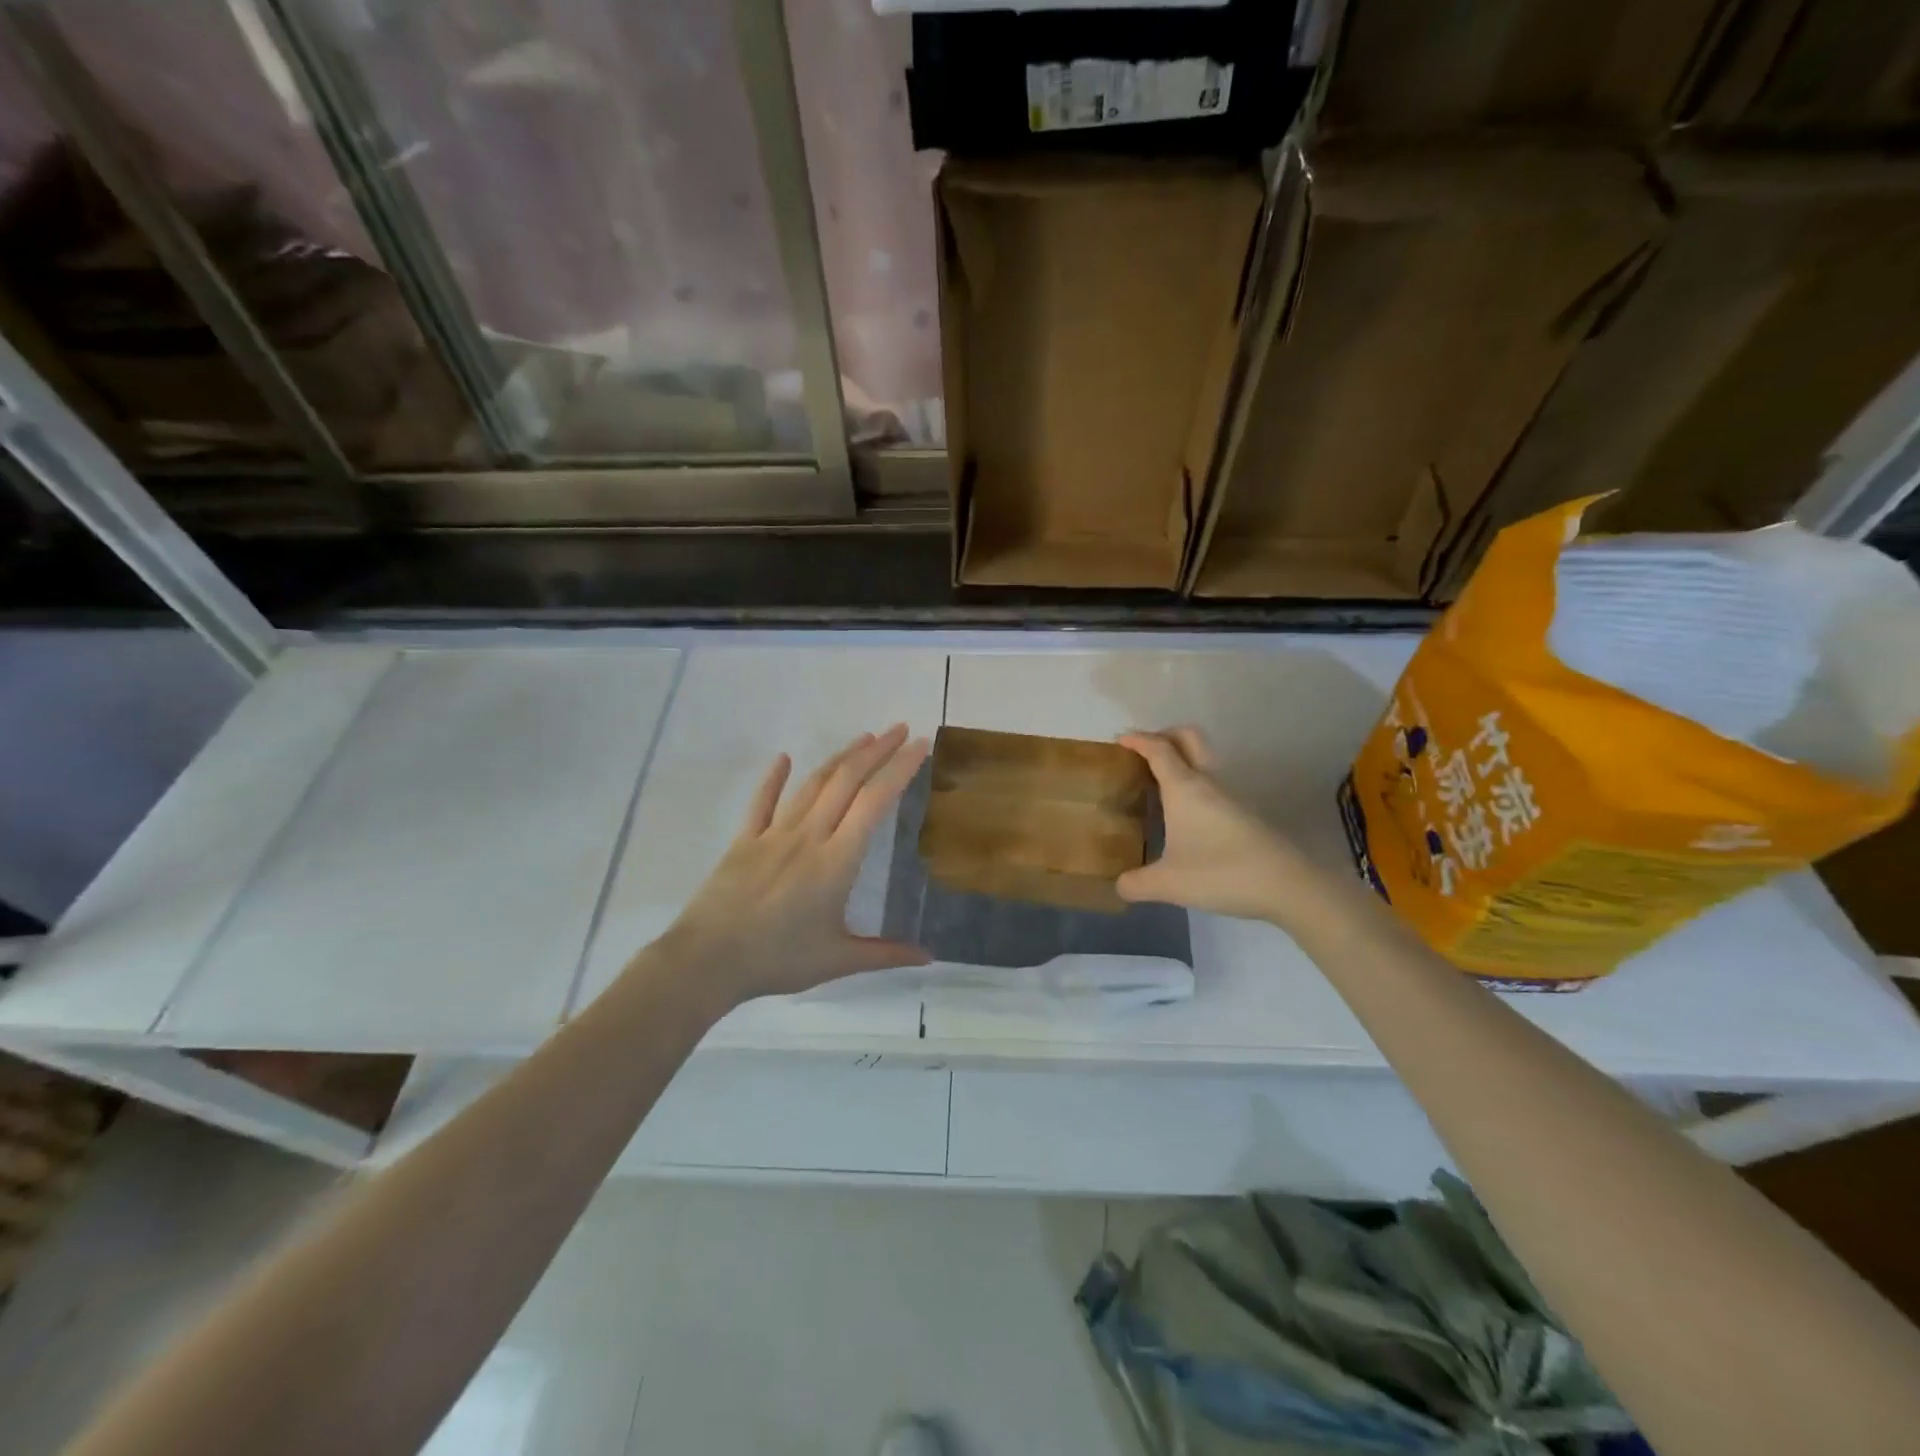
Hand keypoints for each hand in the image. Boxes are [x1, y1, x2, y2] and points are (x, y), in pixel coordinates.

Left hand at [657, 724, 931, 1004]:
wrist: (707, 961)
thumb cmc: (778, 959)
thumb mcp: (837, 960)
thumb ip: (885, 953)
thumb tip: (929, 956)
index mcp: (837, 860)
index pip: (875, 802)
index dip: (899, 769)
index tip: (919, 746)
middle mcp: (809, 835)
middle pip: (847, 781)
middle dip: (877, 751)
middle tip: (900, 728)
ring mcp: (773, 834)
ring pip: (813, 784)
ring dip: (841, 757)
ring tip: (864, 738)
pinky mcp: (744, 840)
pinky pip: (763, 802)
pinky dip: (774, 778)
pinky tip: (783, 758)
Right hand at [1116, 727, 1316, 923]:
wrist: (1288, 886)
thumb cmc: (1222, 873)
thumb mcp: (1169, 884)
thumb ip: (1137, 884)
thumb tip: (1119, 885)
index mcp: (1185, 788)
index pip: (1159, 750)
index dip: (1138, 740)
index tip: (1119, 740)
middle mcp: (1209, 783)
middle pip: (1189, 738)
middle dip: (1164, 735)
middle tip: (1143, 752)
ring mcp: (1231, 796)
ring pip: (1204, 761)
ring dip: (1181, 760)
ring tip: (1158, 784)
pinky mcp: (1245, 813)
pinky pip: (1213, 783)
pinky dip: (1194, 783)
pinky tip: (1184, 813)